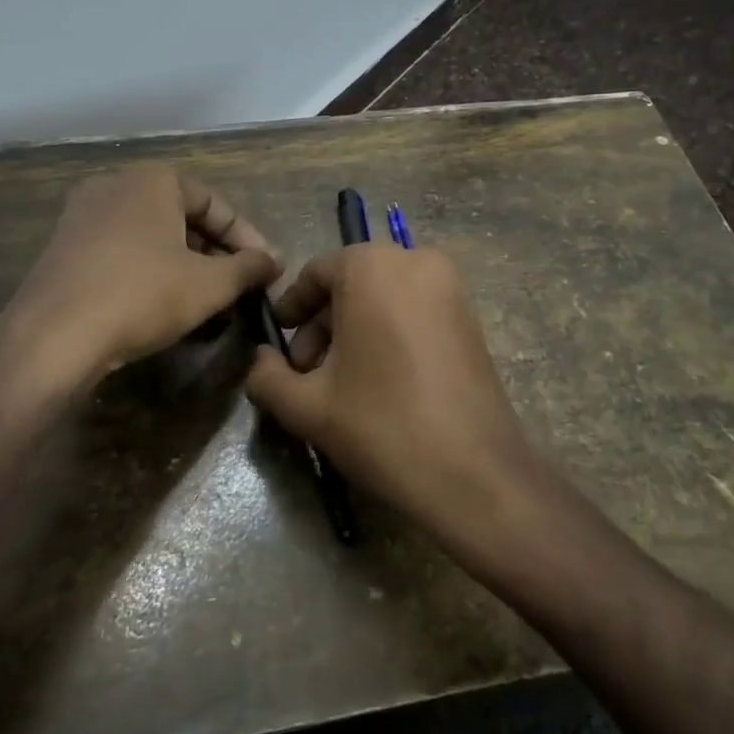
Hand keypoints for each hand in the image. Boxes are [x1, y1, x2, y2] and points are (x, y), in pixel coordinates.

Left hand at [0, 166, 281, 415]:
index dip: (246, 238)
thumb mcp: (210, 284)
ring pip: (151, 237)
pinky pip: (121, 252)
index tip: (265, 270)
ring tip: (205, 302)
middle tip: (236, 287)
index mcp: (153, 180)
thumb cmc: (143, 295)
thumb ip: (249, 268)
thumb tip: (275, 260)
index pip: (215, 204)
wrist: (54, 336)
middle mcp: (115, 185)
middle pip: (182, 218)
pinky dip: (148, 272)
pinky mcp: (63, 248)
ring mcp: (82, 215)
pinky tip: (161, 306)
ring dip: (184, 266)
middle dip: (214, 254)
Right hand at [244, 244, 534, 542]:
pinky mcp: (470, 316)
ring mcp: (450, 286)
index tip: (279, 344)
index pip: (315, 273)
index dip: (291, 309)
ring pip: (384, 297)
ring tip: (341, 383)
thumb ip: (267, 376)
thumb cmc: (382, 425)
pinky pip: (414, 310)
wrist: (474, 472)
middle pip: (351, 283)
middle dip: (323, 325)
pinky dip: (389, 332)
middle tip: (307, 373)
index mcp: (371, 266)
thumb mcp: (307, 406)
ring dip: (354, 331)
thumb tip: (259, 360)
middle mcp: (415, 260)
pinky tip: (380, 381)